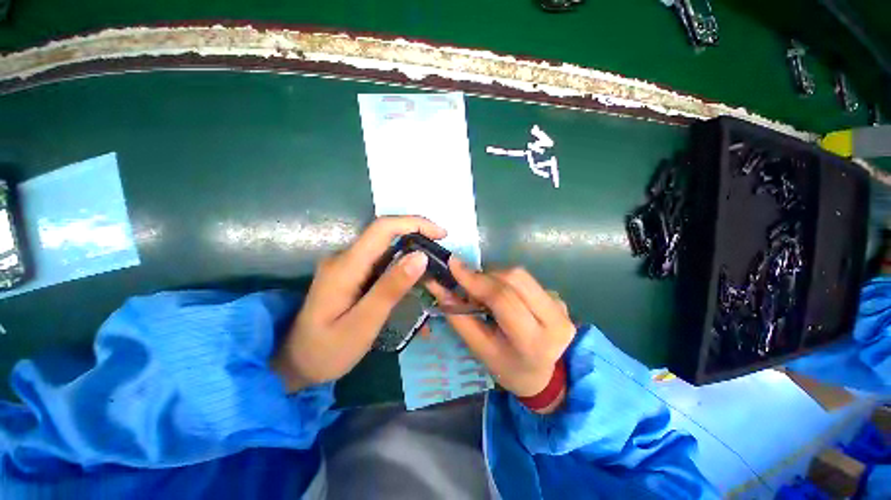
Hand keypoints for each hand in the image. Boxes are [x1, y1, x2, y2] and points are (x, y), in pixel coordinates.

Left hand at [273, 216, 445, 391]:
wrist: (295, 363)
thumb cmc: (327, 350)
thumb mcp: (363, 324)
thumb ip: (390, 289)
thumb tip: (420, 256)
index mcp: (345, 266)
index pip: (383, 228)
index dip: (415, 223)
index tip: (442, 234)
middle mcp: (345, 257)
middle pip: (387, 235)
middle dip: (419, 240)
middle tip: (441, 260)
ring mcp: (347, 265)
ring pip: (387, 249)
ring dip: (412, 256)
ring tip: (432, 276)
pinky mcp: (352, 274)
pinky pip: (382, 263)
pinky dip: (402, 269)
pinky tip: (413, 286)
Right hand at [428, 259, 575, 413]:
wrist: (546, 376)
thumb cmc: (508, 367)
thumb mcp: (480, 349)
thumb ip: (458, 316)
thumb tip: (438, 285)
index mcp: (533, 340)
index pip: (503, 298)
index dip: (476, 279)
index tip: (453, 265)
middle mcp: (555, 318)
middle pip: (514, 278)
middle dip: (486, 276)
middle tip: (471, 289)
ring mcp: (560, 305)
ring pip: (521, 275)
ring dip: (496, 277)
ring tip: (486, 295)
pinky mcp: (559, 297)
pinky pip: (526, 280)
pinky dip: (507, 282)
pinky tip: (505, 298)